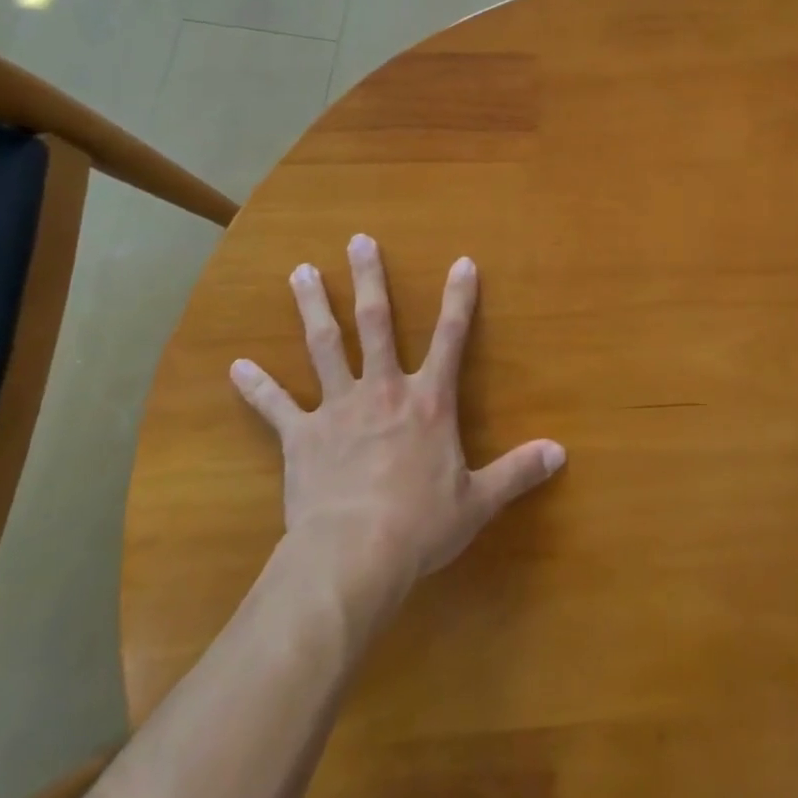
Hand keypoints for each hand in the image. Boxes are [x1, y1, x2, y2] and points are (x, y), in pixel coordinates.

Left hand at [230, 235, 565, 590]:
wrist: (353, 557)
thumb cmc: (420, 525)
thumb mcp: (479, 501)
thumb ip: (519, 471)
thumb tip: (561, 453)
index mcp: (428, 401)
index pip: (451, 338)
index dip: (459, 299)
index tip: (462, 262)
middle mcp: (383, 390)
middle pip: (375, 323)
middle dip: (368, 280)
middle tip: (358, 241)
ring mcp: (338, 409)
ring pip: (324, 346)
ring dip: (312, 307)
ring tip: (299, 272)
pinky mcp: (301, 437)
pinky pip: (276, 407)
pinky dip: (256, 387)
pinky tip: (235, 366)